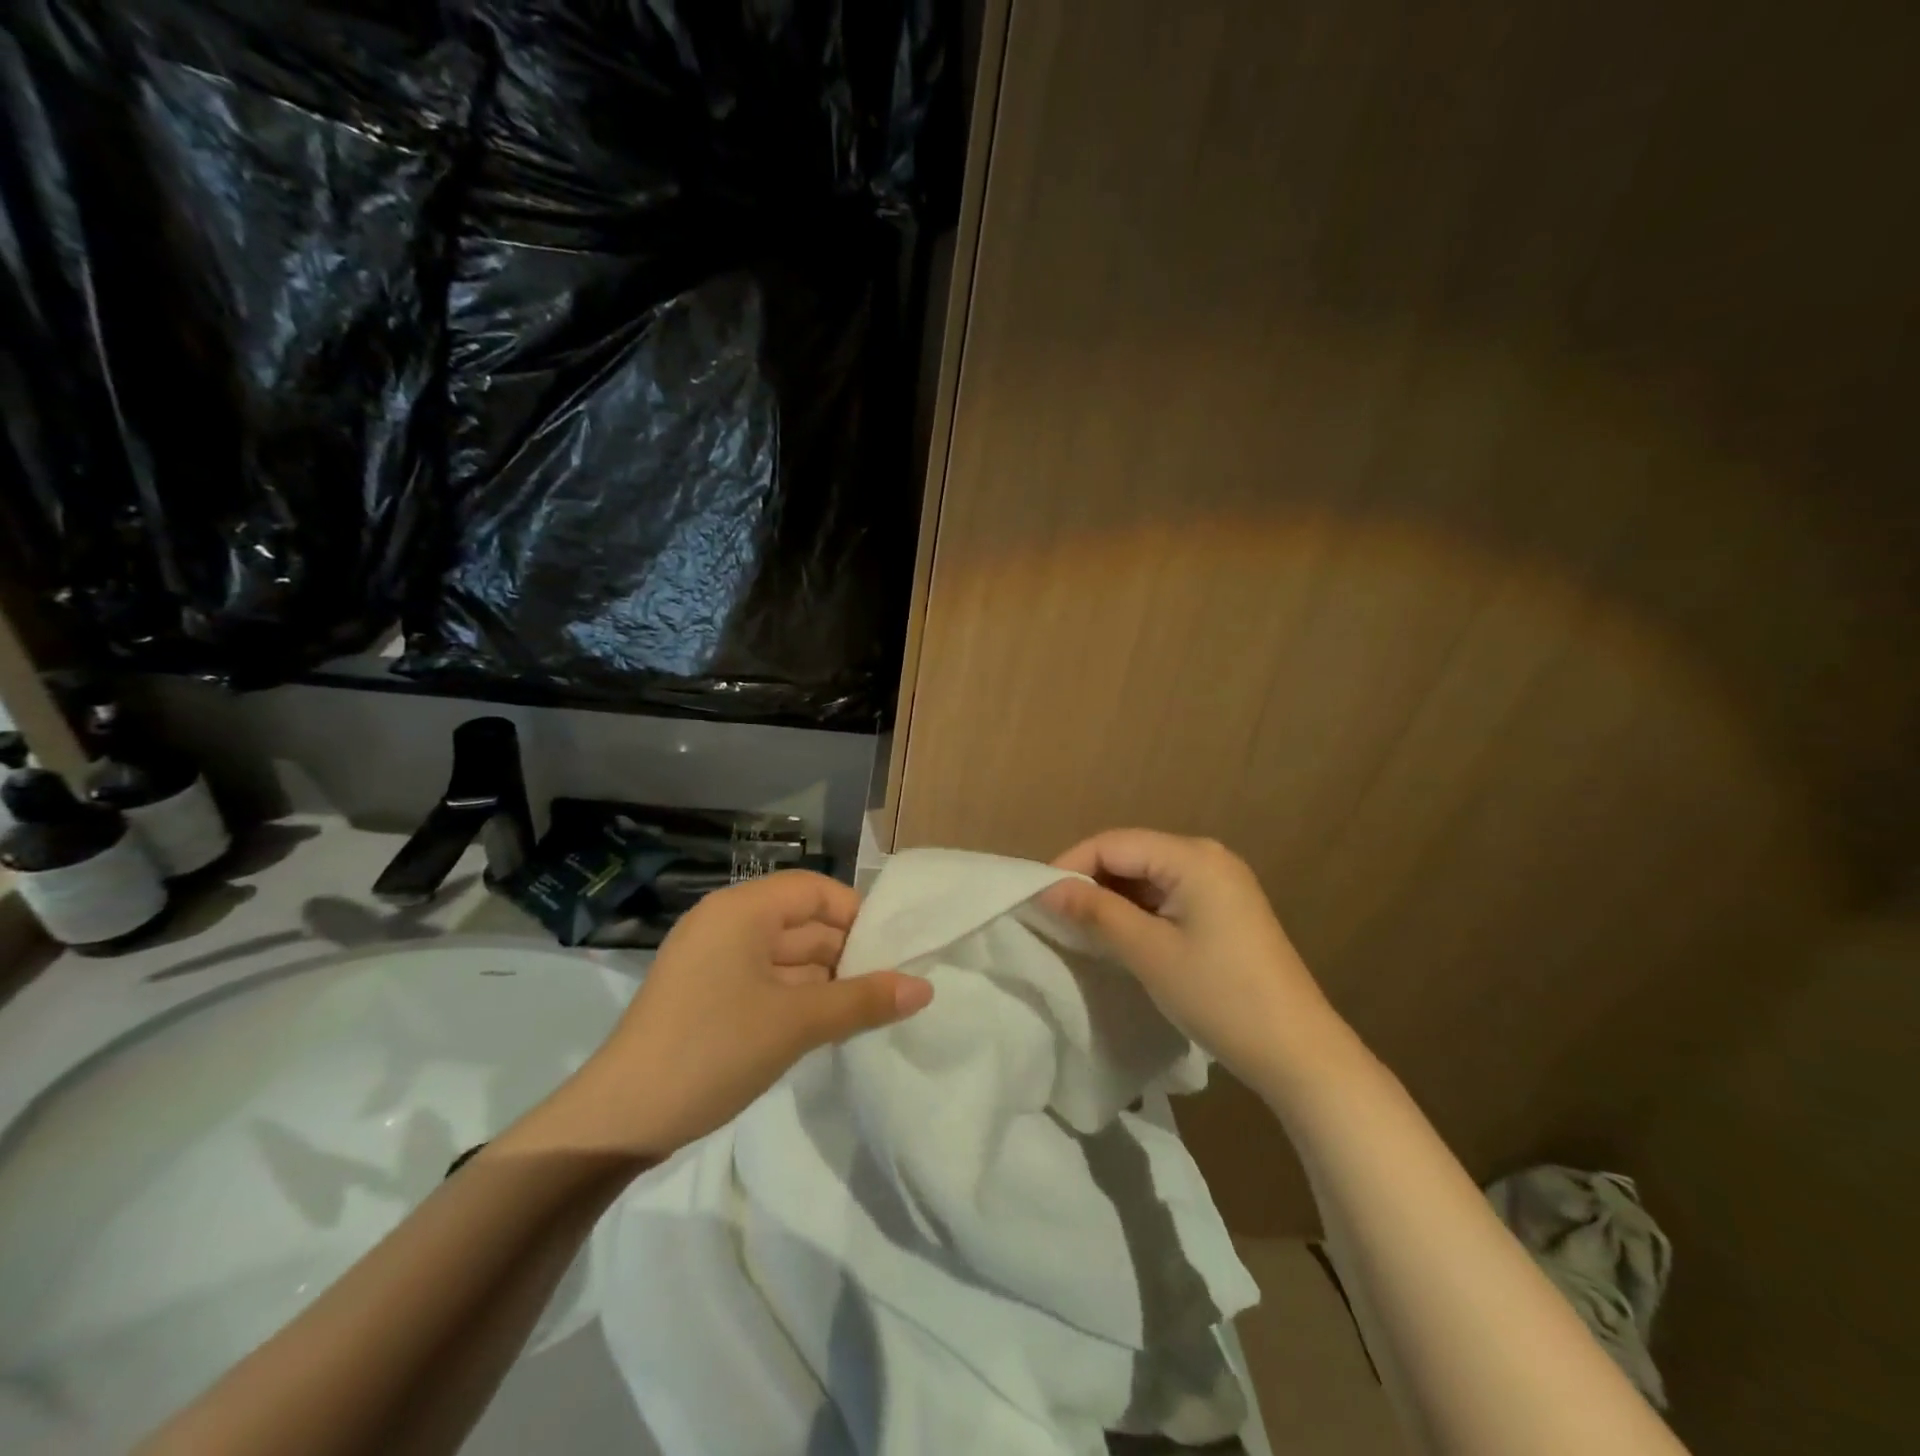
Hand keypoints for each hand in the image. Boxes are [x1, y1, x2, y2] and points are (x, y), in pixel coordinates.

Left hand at [529, 870, 932, 1159]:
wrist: (617, 1121)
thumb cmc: (712, 1050)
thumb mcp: (796, 1023)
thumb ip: (862, 1000)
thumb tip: (925, 988)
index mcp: (741, 910)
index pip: (815, 890)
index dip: (856, 915)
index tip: (893, 952)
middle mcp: (726, 924)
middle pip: (802, 923)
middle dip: (846, 954)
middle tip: (890, 989)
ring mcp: (713, 962)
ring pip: (786, 957)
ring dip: (825, 982)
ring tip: (868, 1012)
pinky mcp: (706, 996)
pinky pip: (765, 982)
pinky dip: (797, 999)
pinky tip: (826, 1029)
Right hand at [1040, 829, 1344, 1089]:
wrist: (1297, 1051)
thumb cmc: (1219, 995)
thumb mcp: (1149, 952)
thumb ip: (1096, 913)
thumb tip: (1047, 889)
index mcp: (1193, 856)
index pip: (1114, 843)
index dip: (1071, 865)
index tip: (1037, 899)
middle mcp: (1208, 856)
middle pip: (1131, 853)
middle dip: (1091, 881)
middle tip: (1056, 916)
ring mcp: (1220, 882)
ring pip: (1148, 876)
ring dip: (1113, 897)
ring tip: (1081, 928)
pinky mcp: (1225, 908)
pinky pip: (1168, 894)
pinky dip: (1139, 910)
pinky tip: (1121, 935)